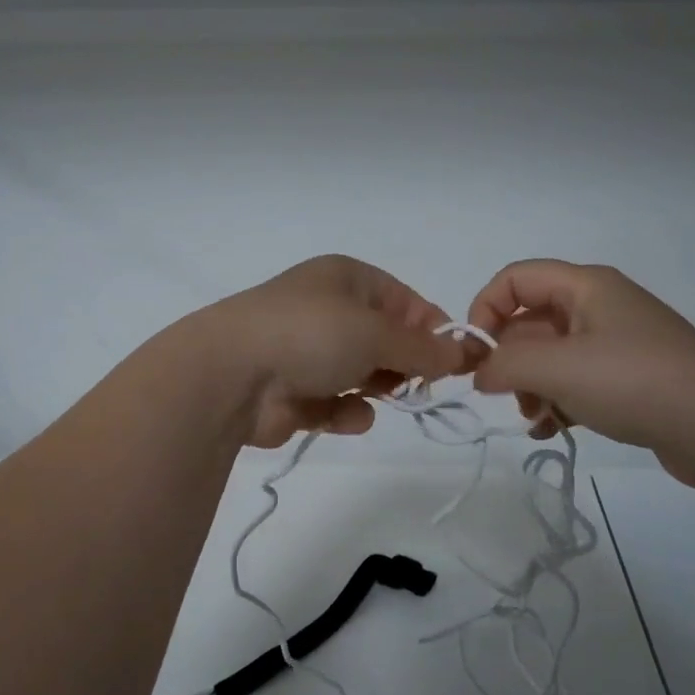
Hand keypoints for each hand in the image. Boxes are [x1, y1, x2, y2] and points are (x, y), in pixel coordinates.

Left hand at [196, 255, 465, 447]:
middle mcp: (327, 311)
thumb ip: (424, 347)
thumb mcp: (378, 333)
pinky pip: (336, 404)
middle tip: (416, 382)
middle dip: (403, 363)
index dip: (432, 330)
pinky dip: (345, 412)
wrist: (231, 377)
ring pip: (362, 374)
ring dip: (375, 389)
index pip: (405, 302)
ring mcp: (307, 353)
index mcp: (346, 279)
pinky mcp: (294, 394)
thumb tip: (464, 353)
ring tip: (372, 394)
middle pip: (385, 340)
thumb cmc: (311, 335)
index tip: (455, 361)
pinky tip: (342, 415)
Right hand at [464, 259, 694, 489]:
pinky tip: (551, 430)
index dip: (485, 309)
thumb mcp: (557, 368)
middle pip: (531, 322)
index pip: (515, 279)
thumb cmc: (633, 381)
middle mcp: (600, 308)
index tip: (473, 354)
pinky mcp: (628, 381)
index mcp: (585, 287)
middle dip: (509, 359)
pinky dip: (557, 403)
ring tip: (534, 417)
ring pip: (551, 357)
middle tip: (503, 395)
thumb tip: (479, 373)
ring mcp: (616, 346)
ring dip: (531, 387)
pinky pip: (576, 384)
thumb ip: (504, 364)